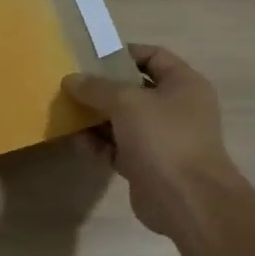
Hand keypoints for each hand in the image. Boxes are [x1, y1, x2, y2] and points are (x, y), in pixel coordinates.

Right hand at [62, 45, 244, 236]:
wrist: (187, 201)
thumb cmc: (163, 137)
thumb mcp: (126, 101)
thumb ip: (96, 87)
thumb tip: (71, 79)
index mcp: (183, 84)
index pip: (153, 57)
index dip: (122, 54)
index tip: (91, 59)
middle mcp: (176, 108)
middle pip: (134, 89)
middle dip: (102, 88)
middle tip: (72, 86)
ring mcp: (162, 138)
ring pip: (123, 120)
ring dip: (96, 117)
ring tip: (67, 112)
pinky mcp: (147, 165)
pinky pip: (118, 147)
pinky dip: (99, 143)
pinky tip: (77, 140)